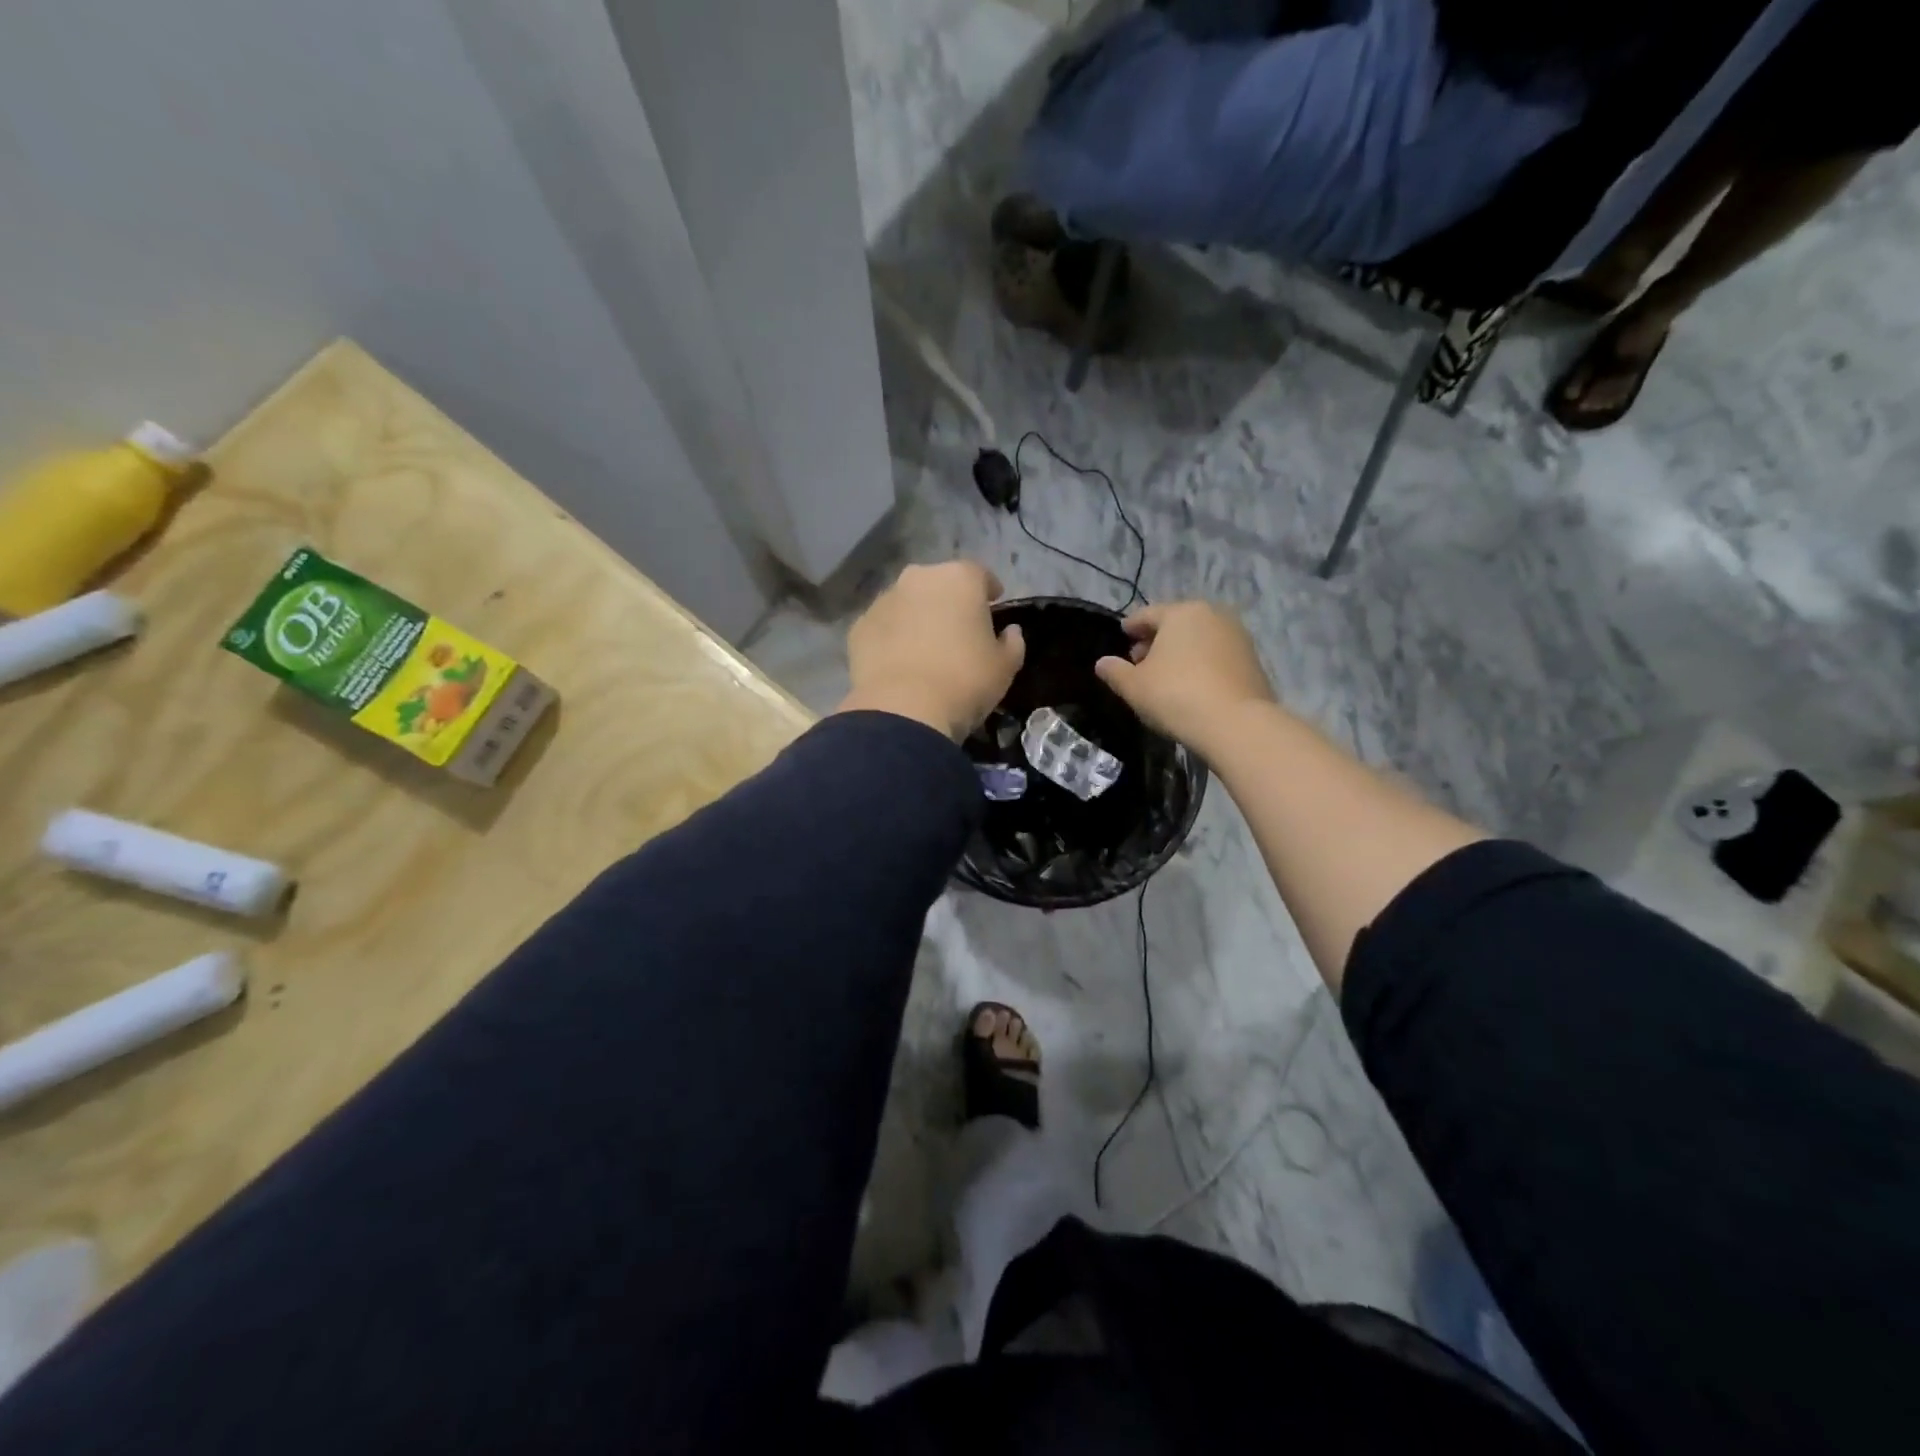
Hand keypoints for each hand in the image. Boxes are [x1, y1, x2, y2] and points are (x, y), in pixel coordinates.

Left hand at [838, 562, 1025, 740]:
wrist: (904, 710)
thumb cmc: (965, 681)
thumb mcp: (1005, 667)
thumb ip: (1013, 642)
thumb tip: (1010, 631)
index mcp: (959, 578)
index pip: (980, 575)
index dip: (988, 592)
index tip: (993, 607)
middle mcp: (918, 578)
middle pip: (939, 584)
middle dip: (949, 601)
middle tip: (957, 631)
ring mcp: (884, 600)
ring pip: (907, 603)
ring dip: (917, 618)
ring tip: (925, 649)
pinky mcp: (859, 626)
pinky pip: (884, 627)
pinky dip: (892, 637)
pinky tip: (899, 663)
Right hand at [1094, 602, 1274, 752]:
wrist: (1236, 724)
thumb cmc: (1176, 696)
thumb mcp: (1134, 686)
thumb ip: (1115, 671)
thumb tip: (1102, 663)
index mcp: (1181, 613)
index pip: (1148, 614)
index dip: (1131, 626)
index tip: (1122, 636)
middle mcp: (1213, 615)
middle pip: (1176, 624)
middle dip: (1156, 640)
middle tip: (1140, 661)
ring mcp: (1237, 636)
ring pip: (1199, 639)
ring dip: (1181, 653)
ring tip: (1166, 676)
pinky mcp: (1253, 660)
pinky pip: (1216, 656)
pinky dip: (1201, 664)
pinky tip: (1192, 686)